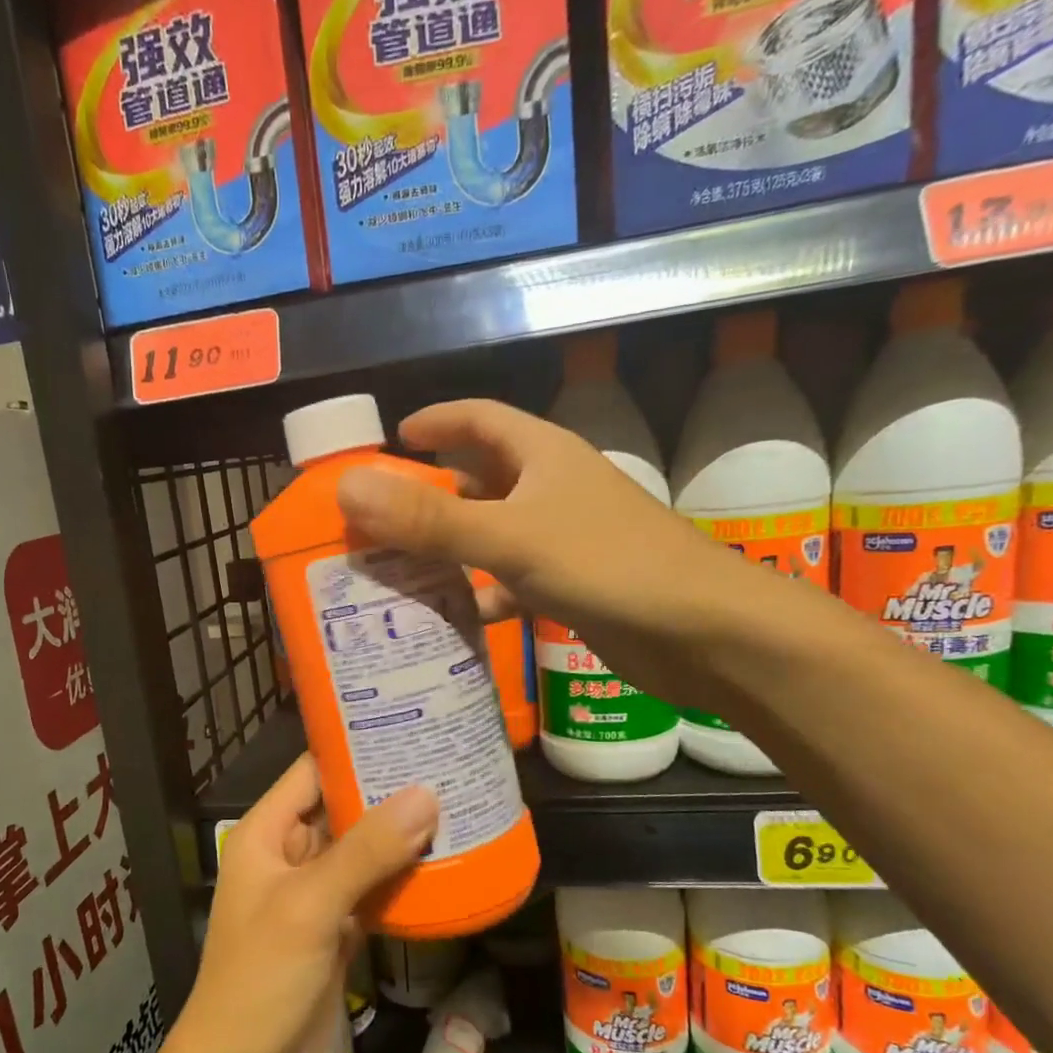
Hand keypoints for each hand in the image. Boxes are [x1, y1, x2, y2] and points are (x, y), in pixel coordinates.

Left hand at [177, 756, 436, 1052]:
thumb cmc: (261, 976)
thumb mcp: (310, 906)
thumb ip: (366, 851)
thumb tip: (427, 795)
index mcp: (267, 832)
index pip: (313, 771)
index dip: (355, 749)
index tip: (409, 728)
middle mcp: (290, 853)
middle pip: (343, 807)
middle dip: (390, 791)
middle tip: (448, 763)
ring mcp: (315, 891)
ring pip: (363, 849)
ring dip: (402, 833)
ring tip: (458, 801)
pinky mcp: (337, 926)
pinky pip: (374, 888)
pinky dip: (404, 877)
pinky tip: (447, 862)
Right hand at [334, 398, 777, 709]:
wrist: (704, 633)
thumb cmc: (608, 565)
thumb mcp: (510, 537)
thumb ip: (430, 518)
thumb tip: (348, 488)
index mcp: (543, 455)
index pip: (480, 419)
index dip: (437, 421)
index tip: (392, 439)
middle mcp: (552, 490)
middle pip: (479, 480)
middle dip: (429, 495)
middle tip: (374, 519)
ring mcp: (563, 540)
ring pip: (490, 535)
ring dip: (448, 550)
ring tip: (393, 570)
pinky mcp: (571, 587)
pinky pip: (509, 582)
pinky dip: (479, 595)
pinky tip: (448, 617)